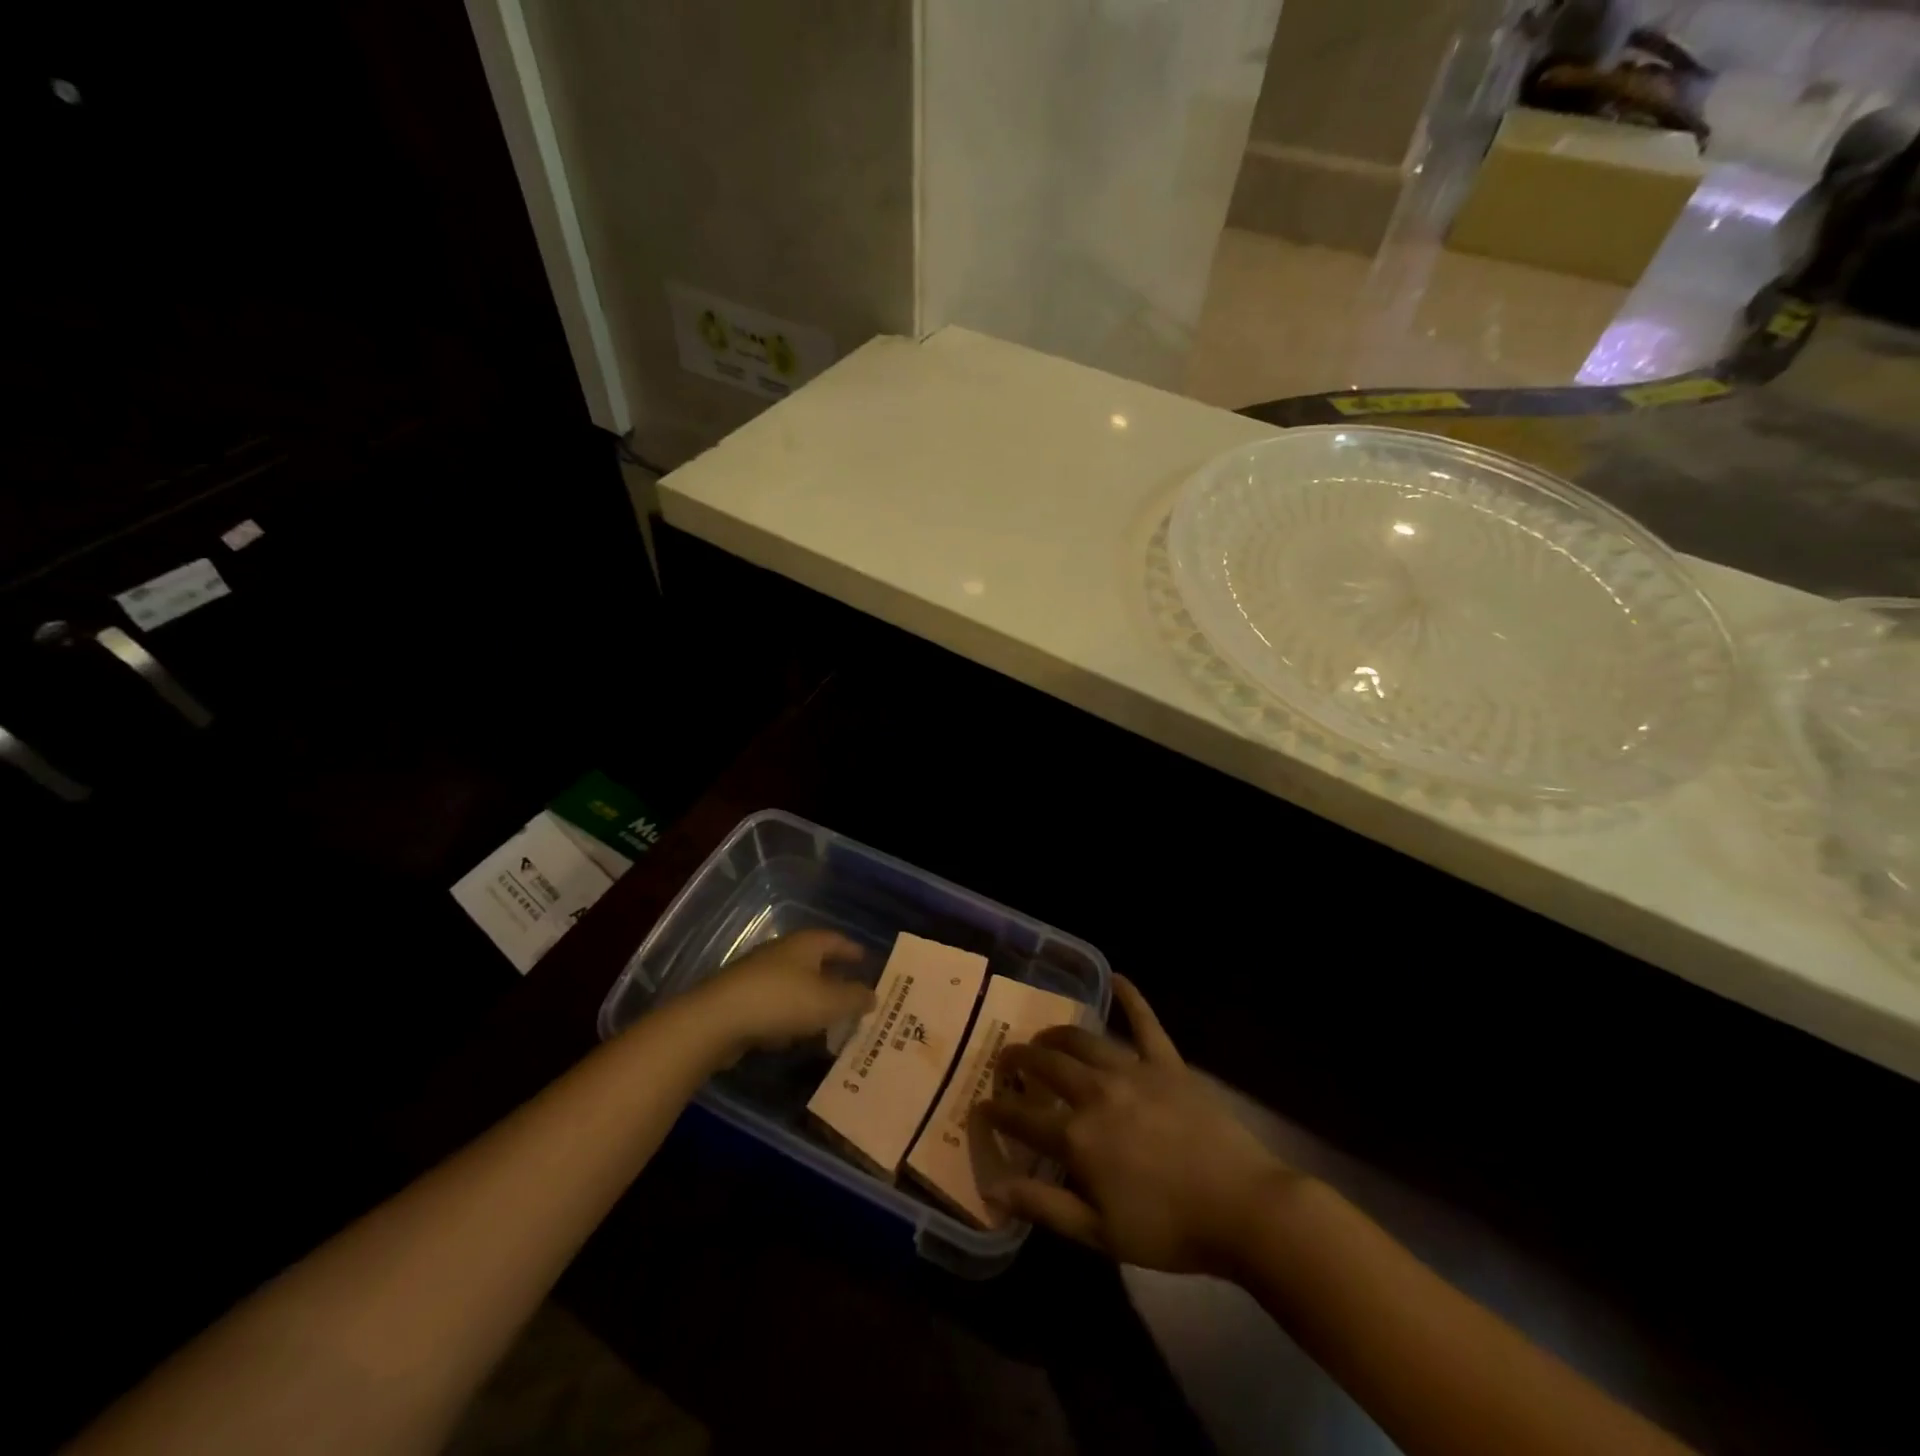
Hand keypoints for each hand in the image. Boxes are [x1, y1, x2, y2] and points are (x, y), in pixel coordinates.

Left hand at [688, 930, 874, 1057]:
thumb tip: (873, 994)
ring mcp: (759, 974)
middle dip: (834, 976)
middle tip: (853, 993)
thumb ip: (854, 998)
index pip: (836, 940)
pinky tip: (795, 1035)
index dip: (853, 951)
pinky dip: (790, 1015)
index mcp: (806, 944)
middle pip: (814, 960)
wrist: (716, 1020)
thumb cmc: (781, 1002)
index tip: (867, 960)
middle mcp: (782, 952)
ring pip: (795, 984)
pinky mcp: (742, 998)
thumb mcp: (828, 1002)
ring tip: (829, 1018)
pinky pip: (776, 1004)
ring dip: (811, 998)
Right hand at [979, 976, 1293, 1274]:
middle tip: (1007, 1062)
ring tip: (1044, 1038)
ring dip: (1057, 1035)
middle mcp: (1096, 1092)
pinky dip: (1130, 997)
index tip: (981, 1107)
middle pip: (1046, 1066)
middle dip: (1019, 1060)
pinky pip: (1145, 1022)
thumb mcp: (1099, 1233)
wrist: (1242, 1209)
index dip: (996, 1112)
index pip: (1022, 1118)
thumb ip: (1043, 1207)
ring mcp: (1132, 1071)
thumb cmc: (1168, 1230)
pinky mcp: (1167, 1063)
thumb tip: (993, 1189)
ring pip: (1082, 1040)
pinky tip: (1116, 978)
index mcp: (1077, 1137)